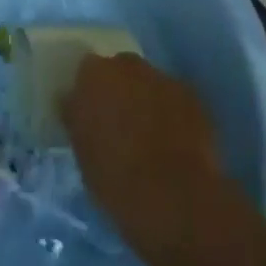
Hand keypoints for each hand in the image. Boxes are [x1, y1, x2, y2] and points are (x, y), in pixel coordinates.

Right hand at [61, 53, 225, 252]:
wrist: (175, 199)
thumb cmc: (116, 180)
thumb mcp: (82, 152)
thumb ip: (77, 118)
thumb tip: (73, 102)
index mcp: (94, 74)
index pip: (87, 71)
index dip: (90, 93)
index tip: (92, 115)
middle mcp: (128, 65)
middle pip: (121, 71)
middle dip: (120, 91)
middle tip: (120, 125)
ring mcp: (163, 78)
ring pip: (149, 84)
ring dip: (147, 101)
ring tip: (150, 137)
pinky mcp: (193, 97)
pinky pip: (175, 100)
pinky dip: (172, 114)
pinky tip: (175, 142)